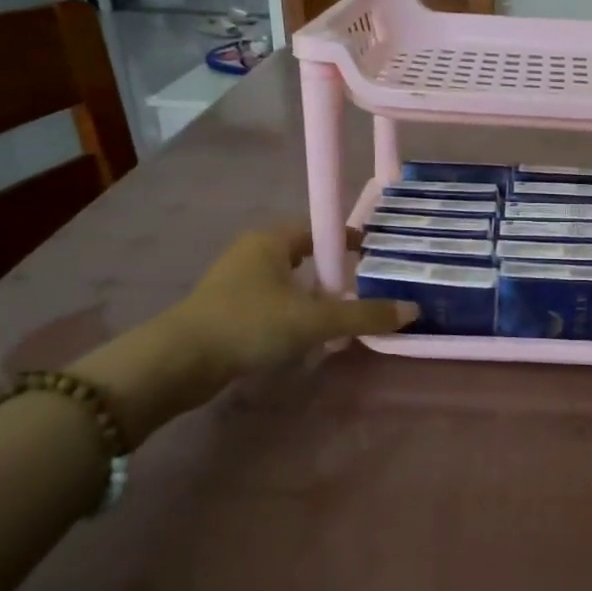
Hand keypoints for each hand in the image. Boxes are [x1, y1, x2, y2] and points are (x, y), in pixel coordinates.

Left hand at [173, 224, 417, 373]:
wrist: (179, 361)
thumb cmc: (250, 324)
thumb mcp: (314, 320)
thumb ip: (364, 315)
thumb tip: (412, 310)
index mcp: (272, 240)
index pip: (320, 229)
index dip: (349, 242)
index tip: (375, 258)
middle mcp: (253, 252)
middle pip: (305, 256)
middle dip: (334, 273)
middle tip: (364, 292)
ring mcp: (236, 281)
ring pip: (288, 282)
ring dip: (313, 298)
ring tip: (340, 320)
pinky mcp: (226, 310)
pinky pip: (272, 304)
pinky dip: (292, 315)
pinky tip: (305, 338)